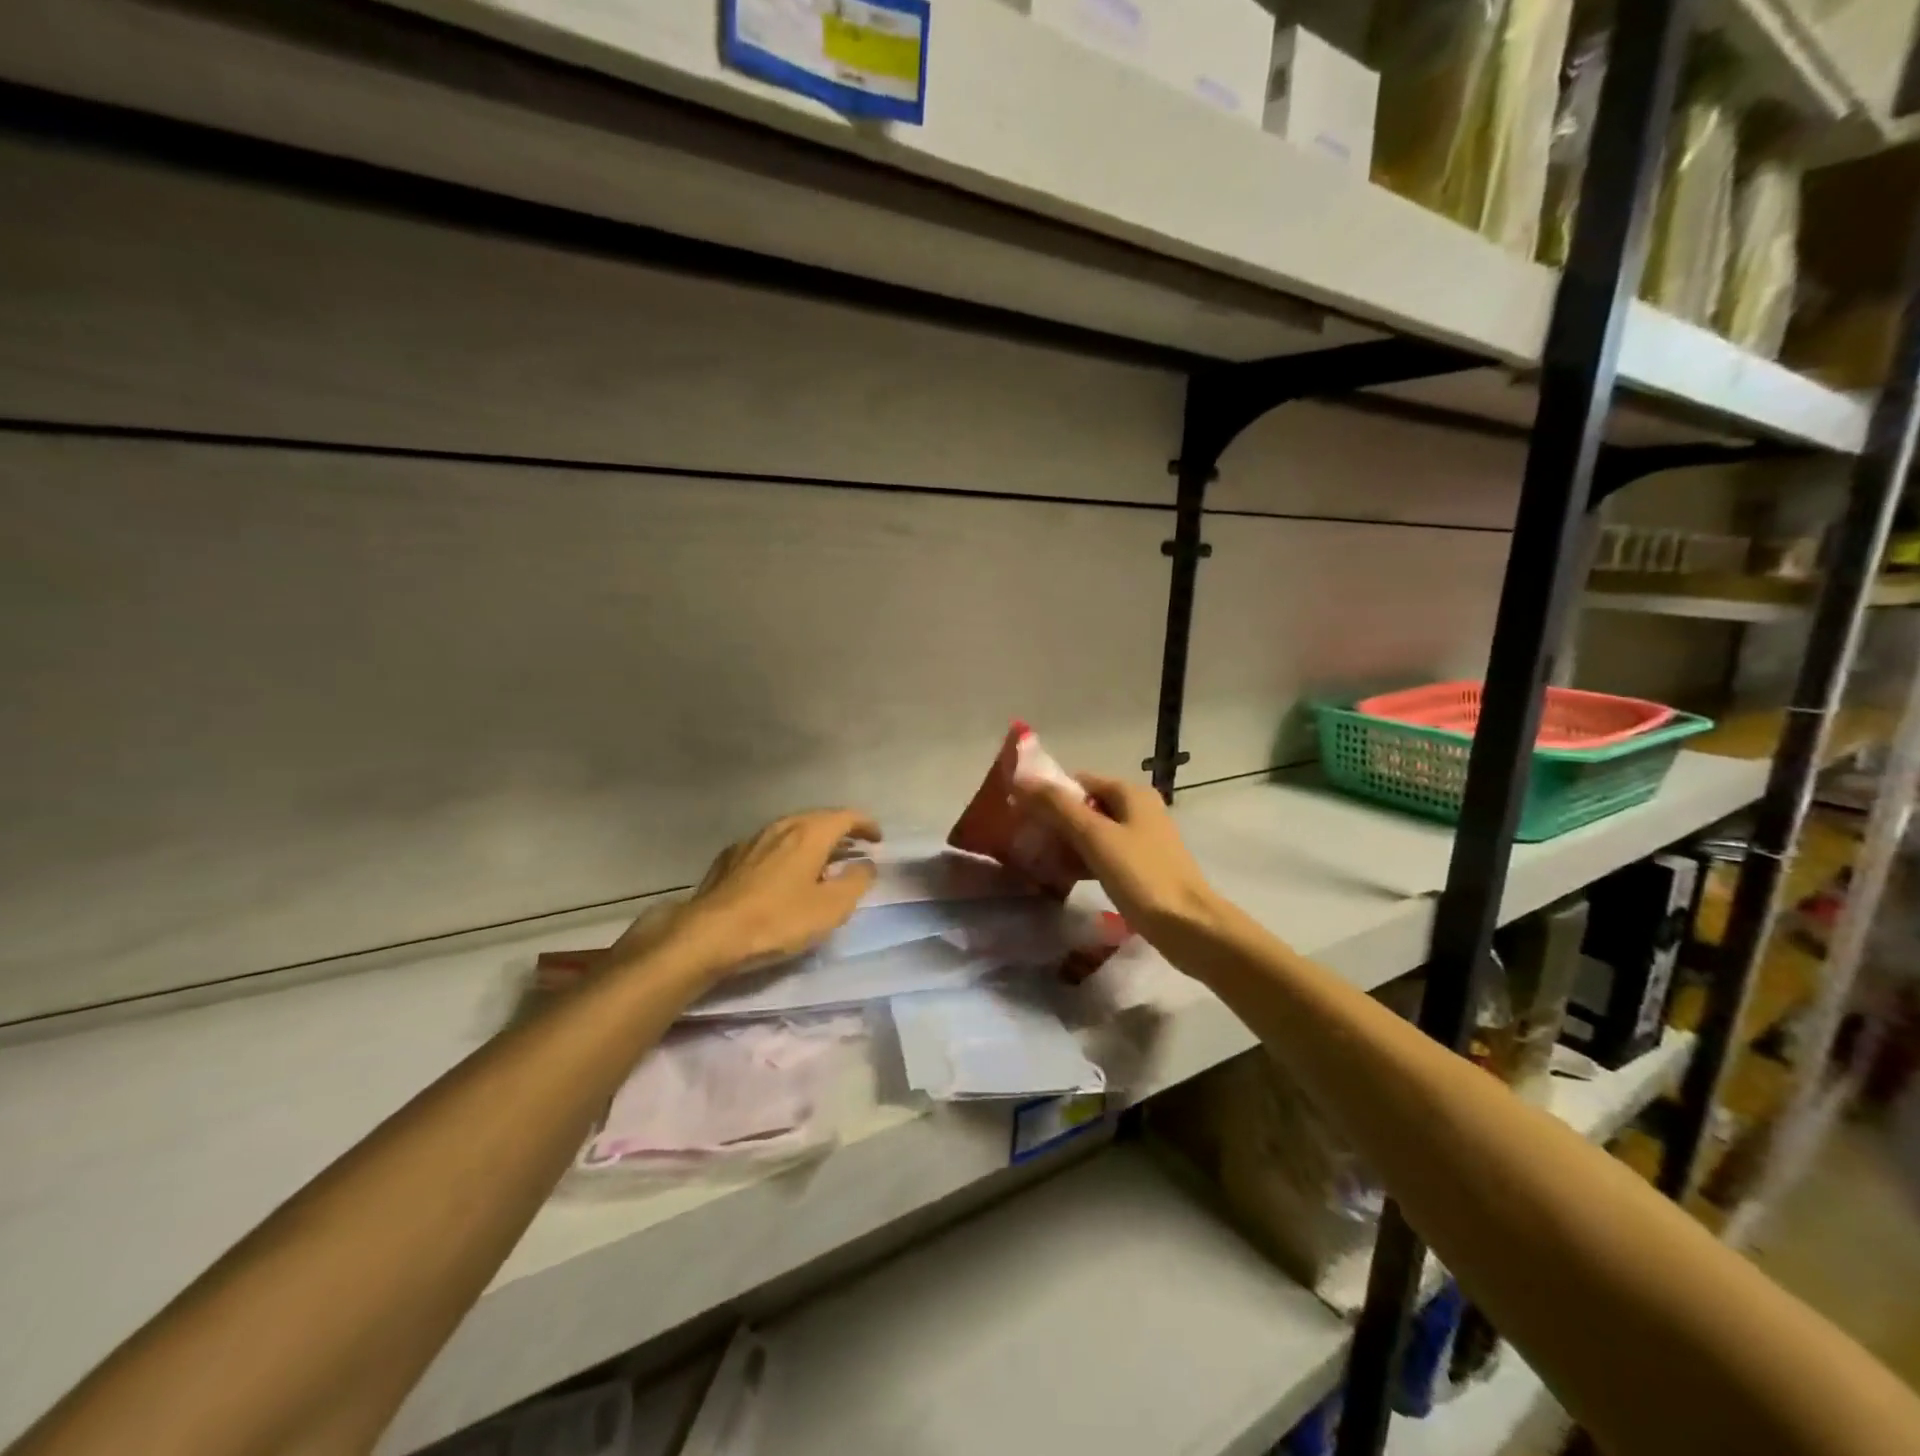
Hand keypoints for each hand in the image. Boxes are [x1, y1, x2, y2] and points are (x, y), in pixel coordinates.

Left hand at [610, 809, 881, 982]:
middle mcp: (781, 827)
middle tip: (853, 848)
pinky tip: (781, 872)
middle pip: (817, 819)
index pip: (846, 817)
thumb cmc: (778, 920)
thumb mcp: (831, 908)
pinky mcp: (730, 858)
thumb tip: (865, 864)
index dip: (865, 825)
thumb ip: (856, 882)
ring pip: (790, 830)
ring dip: (811, 841)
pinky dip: (785, 852)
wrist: (710, 934)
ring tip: (821, 860)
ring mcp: (752, 840)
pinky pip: (768, 846)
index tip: (877, 839)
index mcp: (809, 833)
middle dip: (839, 831)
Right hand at [1013, 772, 1221, 943]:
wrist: (1189, 927)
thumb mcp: (1095, 837)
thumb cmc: (1142, 876)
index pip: (1079, 780)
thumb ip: (1058, 807)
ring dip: (1066, 843)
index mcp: (1131, 793)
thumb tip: (1022, 779)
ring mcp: (1142, 840)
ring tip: (1036, 860)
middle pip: (1086, 806)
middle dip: (1054, 821)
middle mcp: (1138, 810)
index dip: (1048, 793)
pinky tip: (1061, 878)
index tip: (1020, 814)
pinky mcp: (1142, 867)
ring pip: (1093, 833)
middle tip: (1024, 841)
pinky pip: (1103, 855)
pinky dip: (1082, 861)